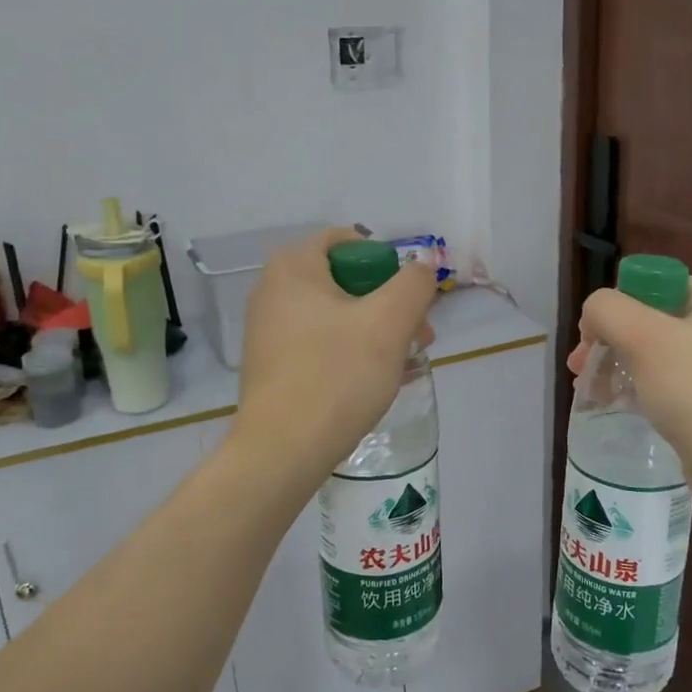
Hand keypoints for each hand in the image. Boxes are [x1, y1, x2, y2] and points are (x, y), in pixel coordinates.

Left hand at [233, 229, 436, 493]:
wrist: (282, 451)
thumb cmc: (337, 375)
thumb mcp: (389, 322)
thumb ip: (414, 283)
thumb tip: (423, 264)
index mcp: (293, 267)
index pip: (347, 240)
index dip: (385, 261)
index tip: (409, 296)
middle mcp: (273, 289)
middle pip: (345, 280)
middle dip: (388, 303)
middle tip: (419, 336)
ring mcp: (268, 329)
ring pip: (337, 315)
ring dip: (376, 331)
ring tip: (407, 362)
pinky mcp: (272, 364)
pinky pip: (321, 343)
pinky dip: (352, 352)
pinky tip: (380, 380)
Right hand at [568, 278, 691, 508]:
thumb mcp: (645, 338)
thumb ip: (607, 310)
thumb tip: (593, 316)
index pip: (648, 285)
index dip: (613, 307)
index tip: (590, 339)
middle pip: (645, 319)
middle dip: (607, 341)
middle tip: (579, 368)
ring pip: (650, 353)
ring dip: (615, 365)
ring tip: (589, 391)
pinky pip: (662, 382)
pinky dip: (634, 388)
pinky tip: (613, 403)